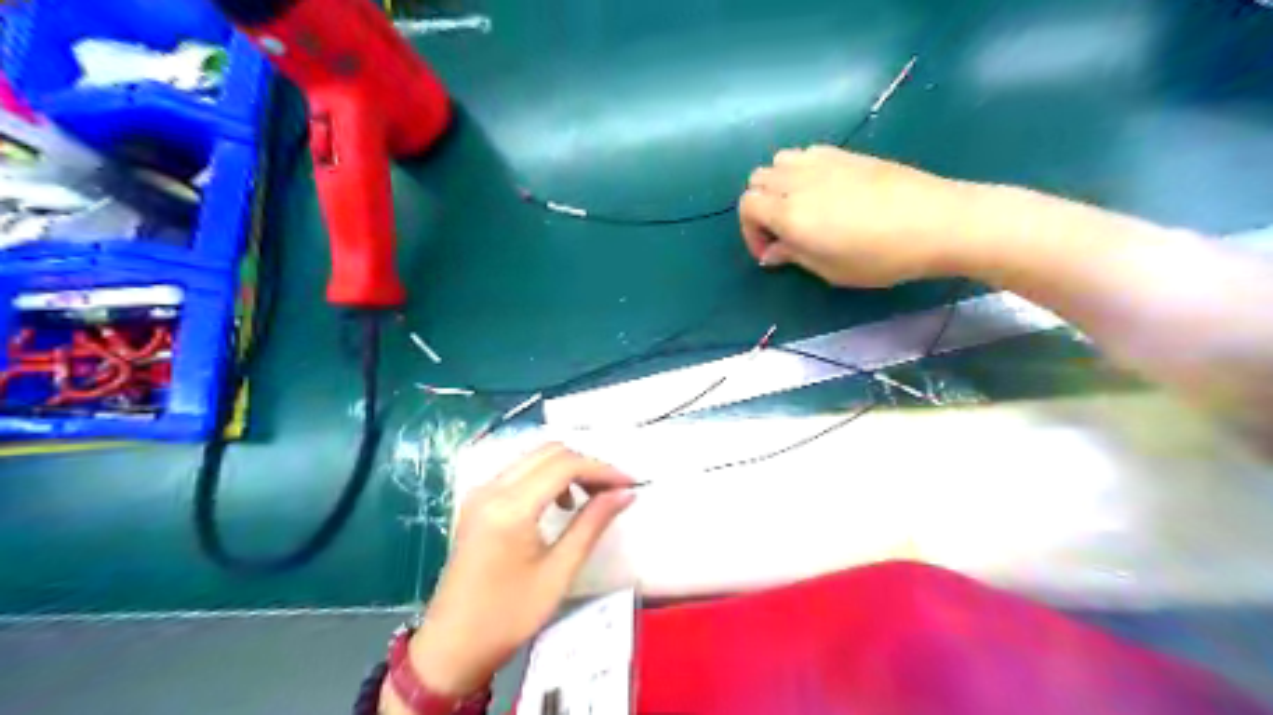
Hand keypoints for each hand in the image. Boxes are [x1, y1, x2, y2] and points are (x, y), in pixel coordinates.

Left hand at [401, 444, 637, 699]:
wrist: (452, 647)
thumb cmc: (509, 616)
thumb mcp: (558, 572)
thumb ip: (592, 524)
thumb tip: (624, 493)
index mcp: (510, 507)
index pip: (565, 465)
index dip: (602, 469)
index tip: (630, 484)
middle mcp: (491, 488)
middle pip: (549, 452)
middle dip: (586, 465)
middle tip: (613, 490)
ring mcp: (480, 493)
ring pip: (534, 458)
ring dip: (567, 468)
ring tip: (592, 497)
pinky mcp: (477, 502)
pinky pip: (519, 471)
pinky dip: (547, 476)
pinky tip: (561, 503)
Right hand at [737, 146, 981, 287]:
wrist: (936, 221)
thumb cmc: (881, 257)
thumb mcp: (831, 270)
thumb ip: (794, 256)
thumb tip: (772, 252)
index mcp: (791, 214)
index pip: (747, 206)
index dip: (750, 231)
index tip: (771, 252)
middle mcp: (798, 181)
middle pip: (757, 180)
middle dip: (760, 207)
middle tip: (782, 232)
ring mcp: (822, 162)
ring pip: (778, 161)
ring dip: (778, 184)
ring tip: (799, 208)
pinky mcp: (845, 153)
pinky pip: (805, 153)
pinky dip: (800, 170)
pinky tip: (823, 190)